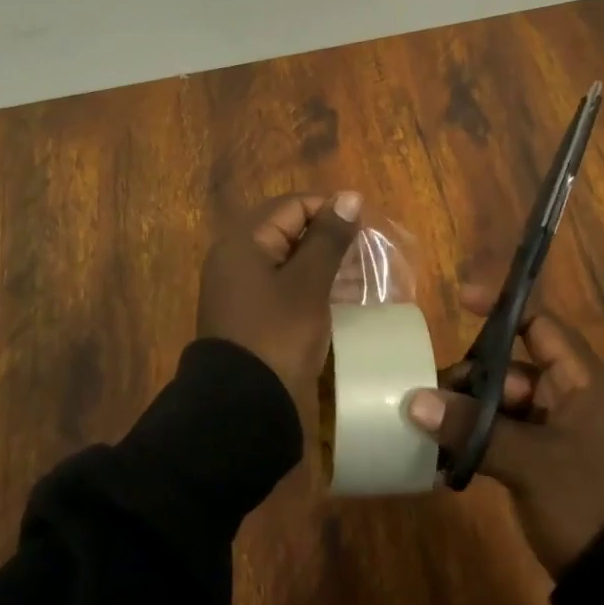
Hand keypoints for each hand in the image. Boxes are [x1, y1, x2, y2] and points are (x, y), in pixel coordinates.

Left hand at [198, 191, 363, 404]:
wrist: (243, 409)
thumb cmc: (278, 335)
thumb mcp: (308, 284)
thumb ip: (329, 238)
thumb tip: (349, 196)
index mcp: (244, 241)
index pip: (292, 206)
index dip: (330, 210)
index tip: (366, 228)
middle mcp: (237, 257)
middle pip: (289, 231)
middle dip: (329, 239)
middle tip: (367, 254)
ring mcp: (241, 289)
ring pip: (289, 261)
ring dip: (324, 264)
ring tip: (362, 277)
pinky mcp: (250, 316)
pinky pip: (284, 287)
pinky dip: (311, 287)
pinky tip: (342, 299)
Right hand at [407, 285, 603, 574]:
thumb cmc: (591, 502)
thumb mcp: (531, 462)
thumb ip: (473, 428)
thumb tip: (416, 401)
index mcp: (582, 382)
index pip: (540, 325)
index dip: (503, 308)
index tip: (461, 300)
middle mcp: (571, 400)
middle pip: (512, 368)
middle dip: (472, 378)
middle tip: (431, 397)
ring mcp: (559, 436)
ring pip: (505, 406)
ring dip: (470, 414)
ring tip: (431, 430)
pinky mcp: (548, 468)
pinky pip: (506, 438)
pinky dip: (479, 441)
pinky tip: (446, 457)